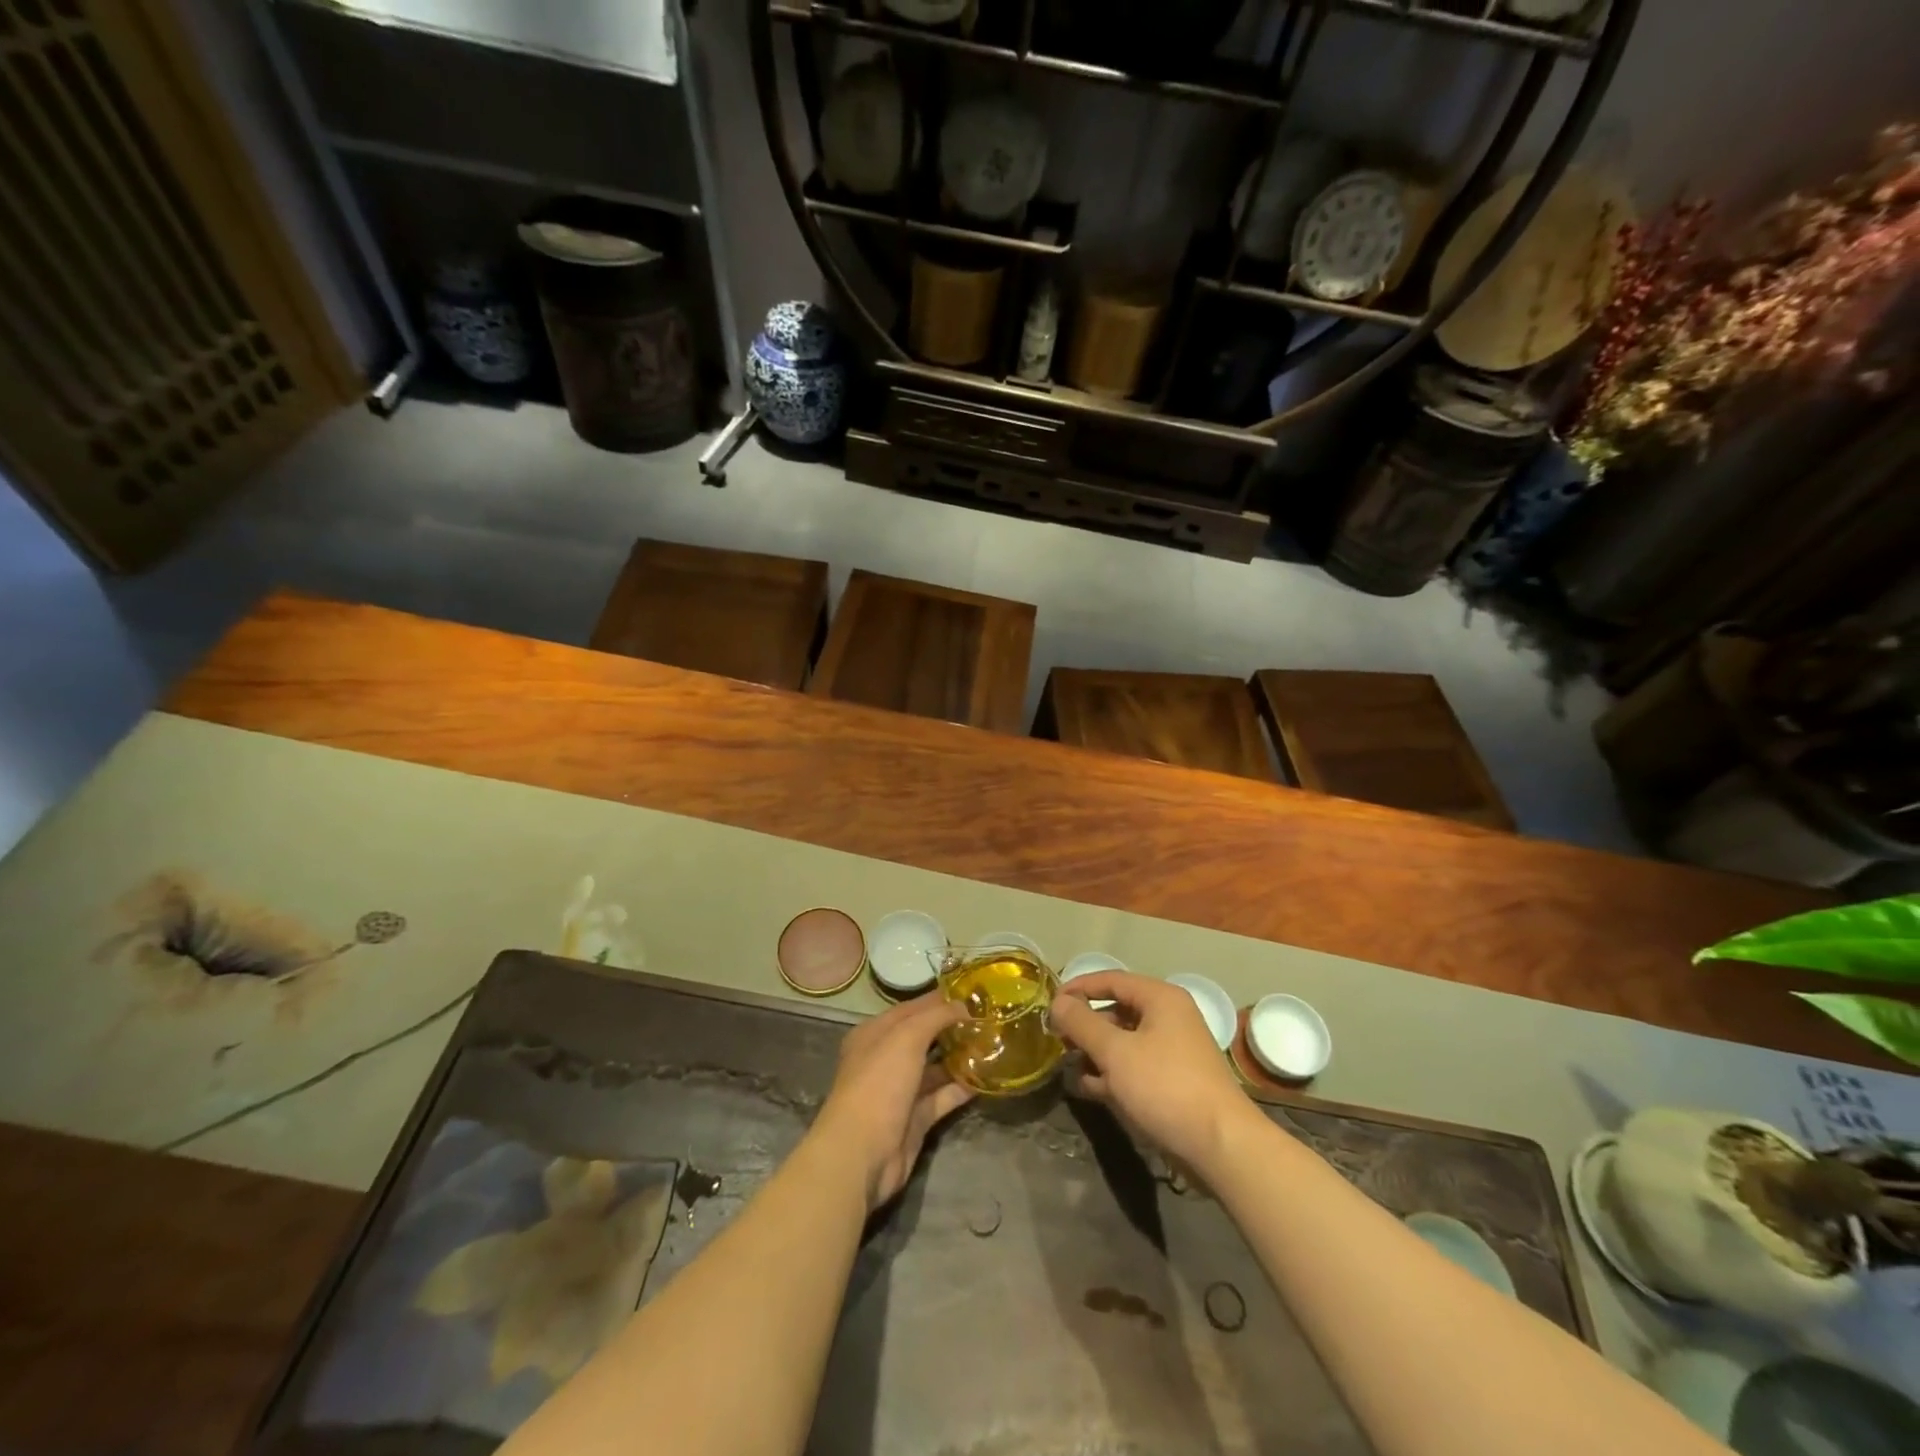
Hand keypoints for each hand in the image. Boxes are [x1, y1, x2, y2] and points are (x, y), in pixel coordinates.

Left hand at [810, 992, 975, 1209]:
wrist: (862, 1153)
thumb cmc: (879, 1082)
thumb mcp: (906, 1037)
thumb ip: (936, 1016)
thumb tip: (964, 1006)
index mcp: (875, 1034)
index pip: (912, 1008)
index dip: (940, 1000)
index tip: (974, 995)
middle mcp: (886, 1059)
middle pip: (925, 1037)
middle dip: (953, 1028)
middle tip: (988, 1019)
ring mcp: (901, 1091)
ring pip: (935, 1068)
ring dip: (960, 1058)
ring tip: (993, 1045)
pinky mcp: (915, 1119)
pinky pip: (942, 1097)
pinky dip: (961, 1088)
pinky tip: (986, 1077)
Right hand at [1051, 972, 1251, 1172]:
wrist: (1221, 1146)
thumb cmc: (1165, 1087)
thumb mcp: (1115, 1052)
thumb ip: (1082, 1023)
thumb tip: (1058, 1003)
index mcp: (1161, 998)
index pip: (1110, 979)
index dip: (1078, 989)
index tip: (1049, 1005)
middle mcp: (1170, 1017)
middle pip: (1118, 1009)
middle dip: (1085, 1024)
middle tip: (1056, 1038)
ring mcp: (1174, 1050)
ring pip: (1125, 1040)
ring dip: (1096, 1050)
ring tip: (1068, 1064)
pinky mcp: (1174, 1081)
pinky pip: (1135, 1065)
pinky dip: (1113, 1072)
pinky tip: (1089, 1087)